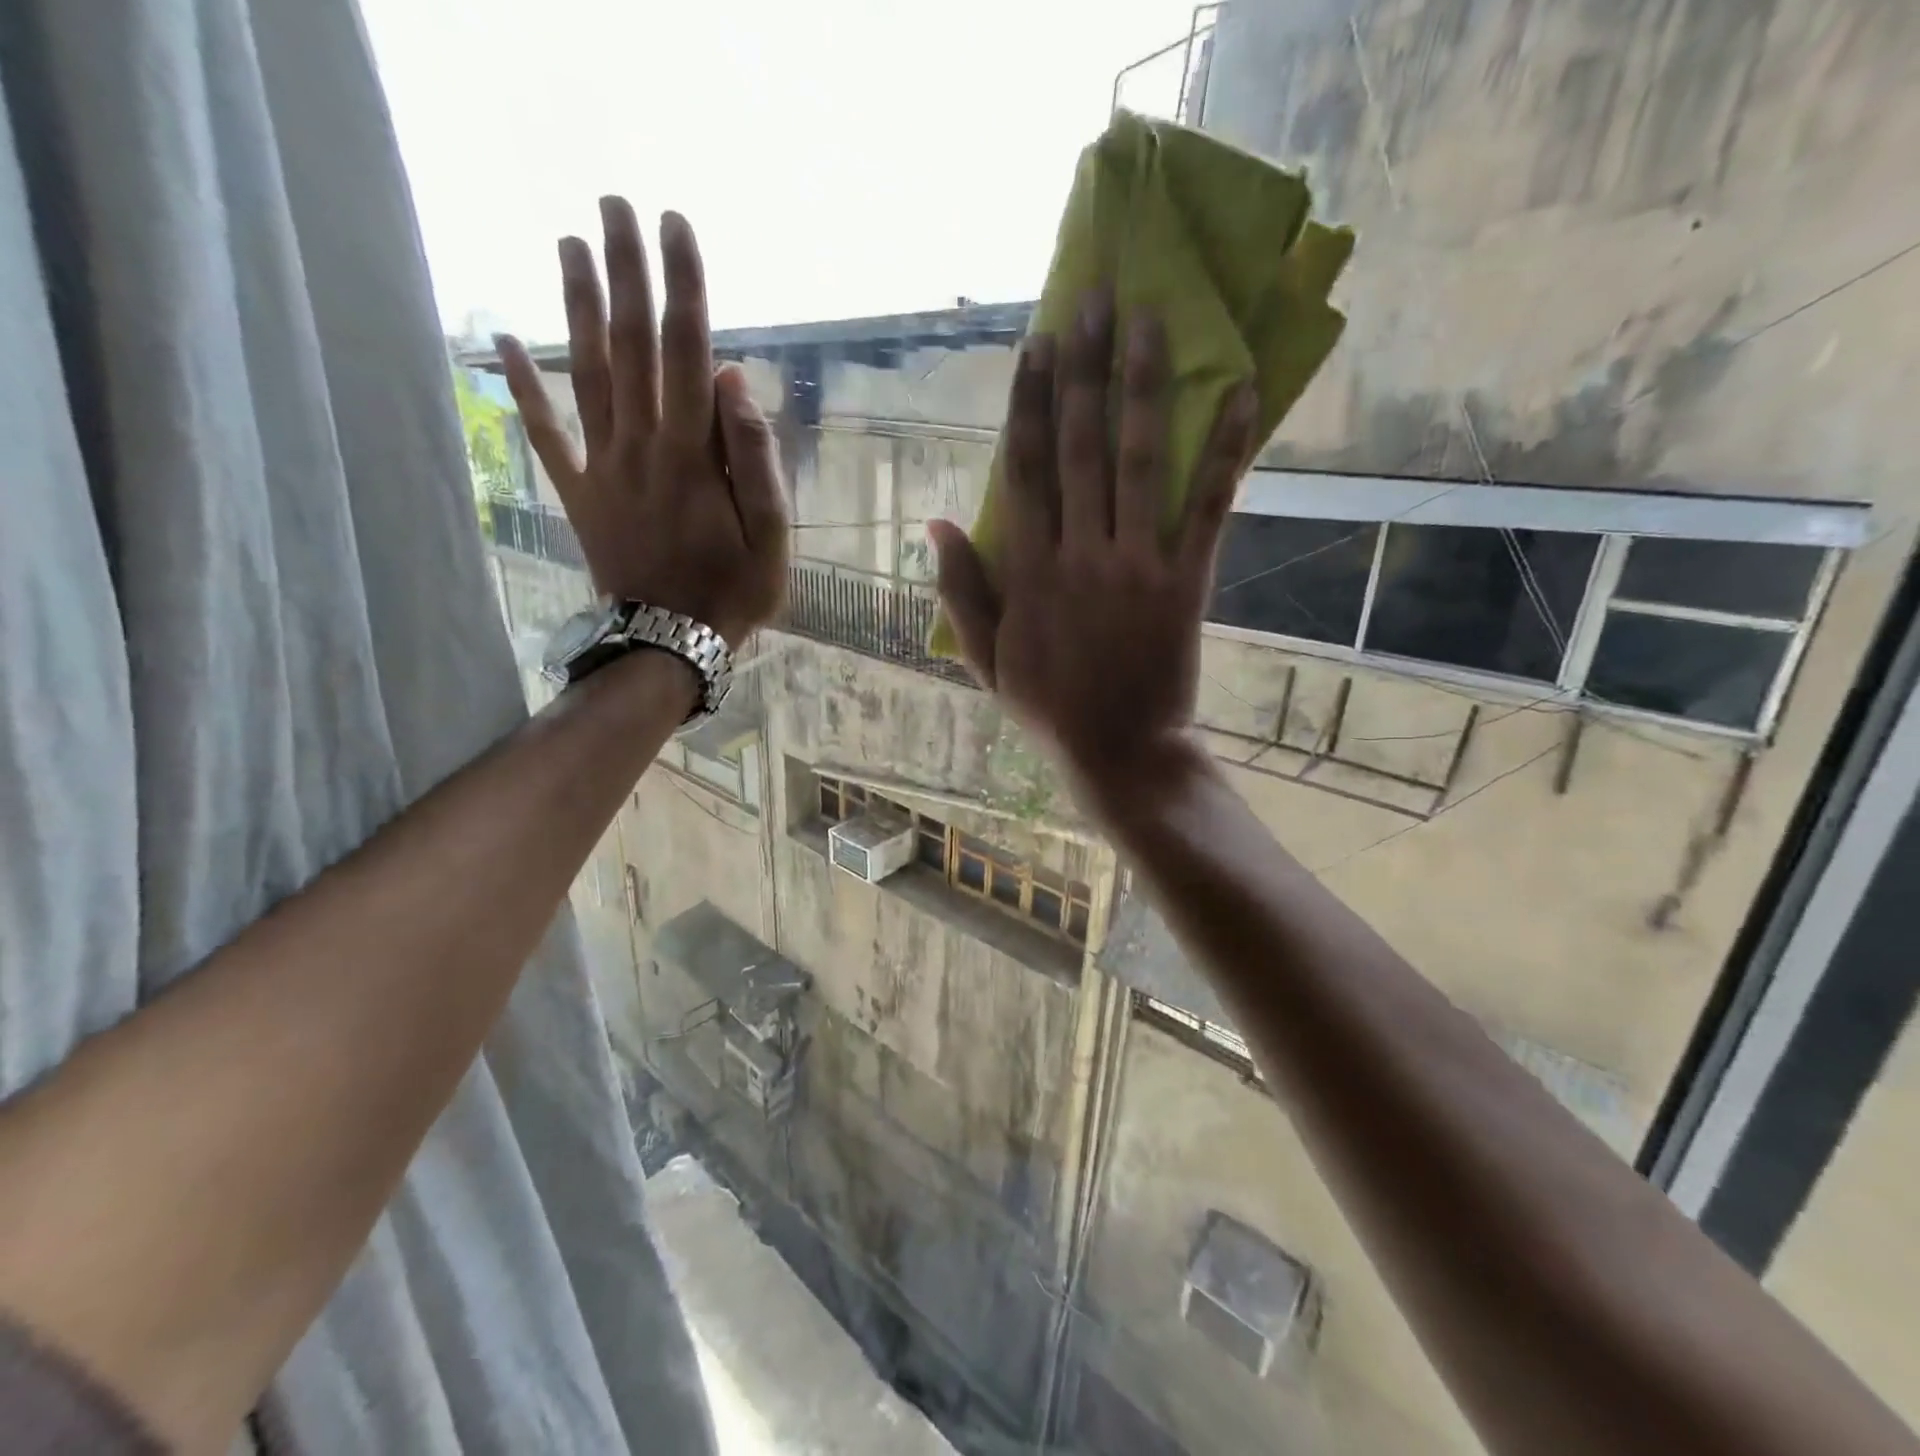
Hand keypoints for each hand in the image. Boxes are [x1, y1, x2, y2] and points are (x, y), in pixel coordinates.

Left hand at [498, 197, 787, 646]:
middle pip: (631, 345)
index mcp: (695, 455)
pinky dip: (522, 386)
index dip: (684, 287)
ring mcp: (603, 467)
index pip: (688, 352)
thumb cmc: (733, 592)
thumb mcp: (771, 536)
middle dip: (625, 271)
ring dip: (575, 305)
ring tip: (568, 242)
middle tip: (614, 203)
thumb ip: (755, 458)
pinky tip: (501, 339)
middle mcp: (642, 445)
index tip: (676, 225)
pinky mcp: (578, 492)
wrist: (669, 642)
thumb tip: (734, 379)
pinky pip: (545, 433)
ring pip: (586, 373)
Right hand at [929, 291, 1257, 807]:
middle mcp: (1080, 555)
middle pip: (1079, 447)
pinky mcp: (1186, 581)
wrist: (1119, 749)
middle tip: (1094, 299)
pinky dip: (1226, 450)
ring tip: (1149, 320)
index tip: (1035, 345)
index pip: (1024, 470)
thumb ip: (959, 590)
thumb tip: (935, 522)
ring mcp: (1137, 564)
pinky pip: (1207, 507)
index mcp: (1028, 572)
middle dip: (1083, 371)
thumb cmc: (1048, 705)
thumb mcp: (984, 658)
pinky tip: (1240, 392)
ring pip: (1140, 461)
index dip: (1027, 403)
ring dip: (1143, 387)